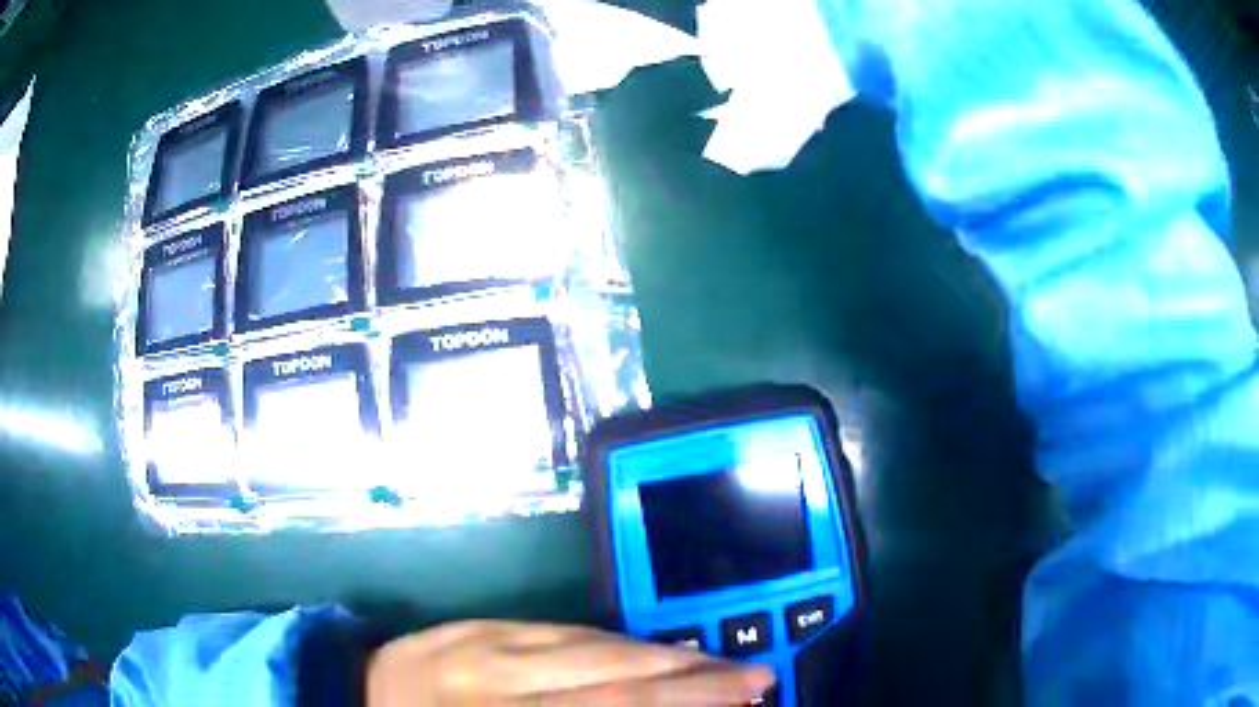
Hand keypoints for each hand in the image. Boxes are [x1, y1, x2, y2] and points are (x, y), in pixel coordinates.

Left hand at [367, 620, 775, 705]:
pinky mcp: (480, 621)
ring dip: (665, 656)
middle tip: (756, 678)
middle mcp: (494, 679)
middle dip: (693, 679)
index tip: (740, 704)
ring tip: (717, 663)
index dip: (680, 706)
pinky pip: (564, 629)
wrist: (351, 693)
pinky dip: (617, 644)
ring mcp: (485, 642)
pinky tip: (649, 652)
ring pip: (595, 645)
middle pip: (612, 677)